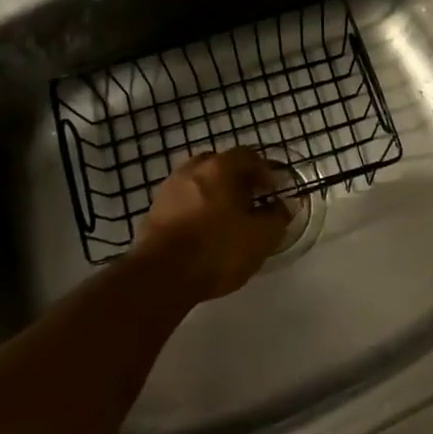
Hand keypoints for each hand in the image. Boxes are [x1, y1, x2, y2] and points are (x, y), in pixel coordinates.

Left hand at [138, 149, 290, 300]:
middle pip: (220, 165)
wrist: (160, 278)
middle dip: (236, 179)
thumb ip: (277, 217)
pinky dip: (194, 210)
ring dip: (212, 194)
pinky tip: (201, 232)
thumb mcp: (262, 237)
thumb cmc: (217, 250)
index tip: (271, 192)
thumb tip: (280, 207)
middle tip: (248, 201)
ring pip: (198, 183)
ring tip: (224, 219)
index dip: (264, 172)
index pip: (248, 156)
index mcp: (221, 167)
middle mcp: (192, 170)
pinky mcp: (152, 212)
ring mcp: (168, 189)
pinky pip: (181, 202)